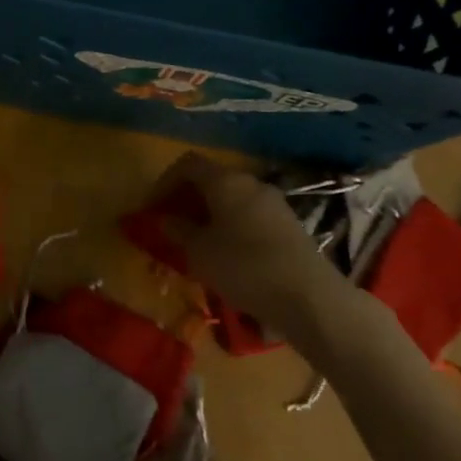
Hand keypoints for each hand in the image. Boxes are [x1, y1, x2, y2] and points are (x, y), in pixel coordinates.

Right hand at [151, 153, 368, 359]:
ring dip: (209, 215)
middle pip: (211, 181)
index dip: (165, 182)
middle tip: (171, 226)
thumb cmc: (243, 267)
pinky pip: (249, 217)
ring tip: (196, 244)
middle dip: (187, 200)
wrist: (308, 296)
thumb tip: (167, 220)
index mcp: (226, 181)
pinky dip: (230, 227)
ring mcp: (274, 204)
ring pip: (231, 200)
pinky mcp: (288, 226)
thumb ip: (179, 231)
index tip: (152, 207)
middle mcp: (251, 183)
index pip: (188, 164)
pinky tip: (226, 255)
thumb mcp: (199, 252)